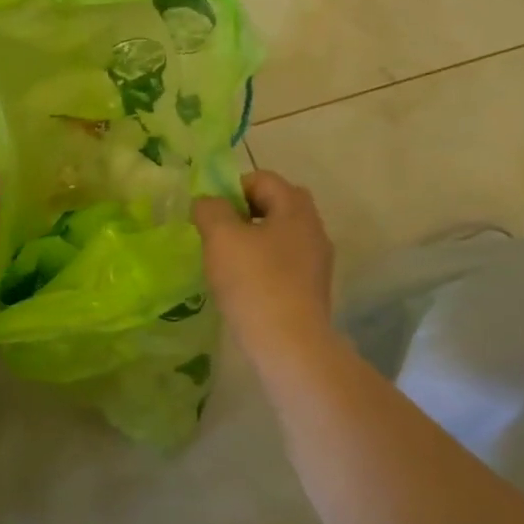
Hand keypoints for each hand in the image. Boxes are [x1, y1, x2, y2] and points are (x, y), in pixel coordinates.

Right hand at [192, 170, 334, 352]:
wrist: (289, 344)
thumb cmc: (255, 282)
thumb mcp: (221, 237)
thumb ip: (210, 210)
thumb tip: (207, 202)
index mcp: (296, 208)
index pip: (263, 179)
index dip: (231, 188)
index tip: (210, 213)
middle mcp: (313, 229)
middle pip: (275, 205)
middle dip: (244, 213)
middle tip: (218, 234)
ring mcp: (316, 262)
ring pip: (279, 236)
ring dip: (252, 241)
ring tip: (226, 262)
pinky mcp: (311, 289)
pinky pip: (283, 263)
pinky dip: (263, 265)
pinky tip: (244, 286)